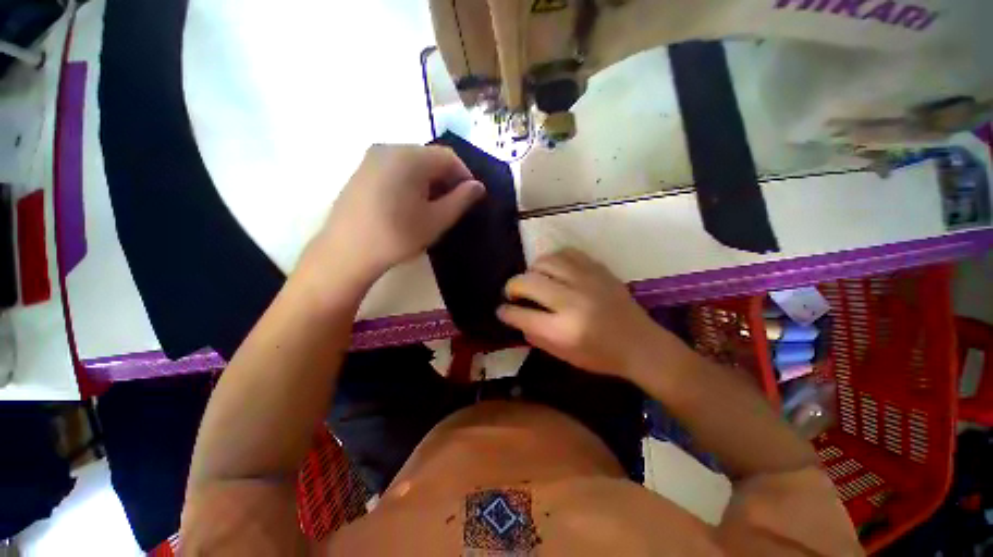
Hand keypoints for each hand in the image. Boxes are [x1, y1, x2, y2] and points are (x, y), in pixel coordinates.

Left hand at [306, 144, 484, 283]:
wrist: (346, 252)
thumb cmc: (397, 236)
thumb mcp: (437, 220)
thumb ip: (461, 200)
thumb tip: (478, 186)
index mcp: (409, 157)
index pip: (449, 157)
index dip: (464, 176)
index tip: (470, 198)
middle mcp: (389, 148)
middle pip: (429, 157)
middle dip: (446, 179)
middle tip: (452, 204)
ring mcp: (371, 158)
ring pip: (412, 163)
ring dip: (429, 181)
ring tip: (432, 207)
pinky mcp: (361, 171)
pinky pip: (395, 169)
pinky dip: (411, 181)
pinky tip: (409, 204)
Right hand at [497, 249, 673, 380]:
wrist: (641, 344)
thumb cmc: (601, 356)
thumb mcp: (564, 355)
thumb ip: (536, 335)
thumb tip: (518, 316)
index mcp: (564, 330)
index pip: (522, 315)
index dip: (506, 312)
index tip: (501, 309)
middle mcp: (573, 301)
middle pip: (529, 282)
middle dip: (512, 286)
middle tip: (513, 292)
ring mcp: (587, 281)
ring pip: (545, 262)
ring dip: (532, 270)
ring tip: (533, 279)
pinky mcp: (598, 269)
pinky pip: (566, 253)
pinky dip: (553, 259)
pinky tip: (554, 269)